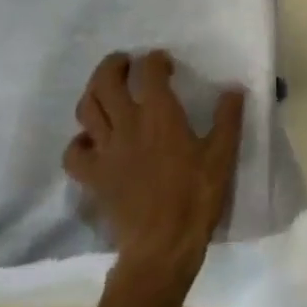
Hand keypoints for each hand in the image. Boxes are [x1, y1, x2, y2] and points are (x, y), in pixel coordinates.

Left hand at [62, 51, 244, 282]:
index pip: (150, 72)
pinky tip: (92, 140)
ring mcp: (105, 151)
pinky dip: (79, 140)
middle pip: (106, 82)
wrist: (161, 246)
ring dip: (94, 91)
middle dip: (114, 65)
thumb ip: (228, 118)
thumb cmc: (196, 197)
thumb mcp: (222, 155)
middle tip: (126, 62)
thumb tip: (233, 89)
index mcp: (160, 115)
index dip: (155, 60)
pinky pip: (73, 152)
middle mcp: (127, 125)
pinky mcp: (92, 177)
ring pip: (86, 109)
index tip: (165, 62)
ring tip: (106, 89)